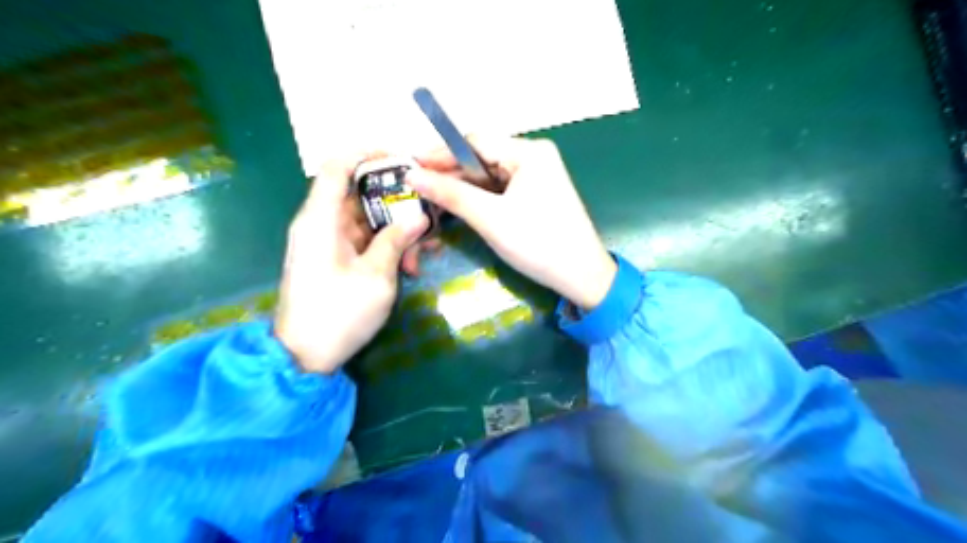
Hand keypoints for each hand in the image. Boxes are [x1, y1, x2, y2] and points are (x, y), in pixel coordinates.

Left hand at [272, 153, 424, 372]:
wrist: (305, 357)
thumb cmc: (338, 313)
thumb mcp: (376, 276)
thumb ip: (397, 240)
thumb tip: (420, 216)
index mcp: (321, 219)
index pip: (338, 167)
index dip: (367, 154)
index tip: (402, 159)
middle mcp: (322, 224)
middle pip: (361, 195)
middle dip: (398, 203)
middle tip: (430, 213)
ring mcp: (329, 243)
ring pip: (368, 221)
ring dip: (398, 230)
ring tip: (426, 248)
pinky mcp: (337, 260)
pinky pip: (366, 242)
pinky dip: (388, 247)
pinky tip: (412, 263)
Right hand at [406, 135, 613, 308]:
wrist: (582, 276)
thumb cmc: (538, 244)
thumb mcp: (491, 218)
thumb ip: (451, 194)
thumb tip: (412, 175)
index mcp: (529, 152)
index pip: (475, 142)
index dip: (440, 153)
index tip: (410, 166)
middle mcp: (534, 156)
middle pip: (482, 157)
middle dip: (451, 172)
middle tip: (418, 186)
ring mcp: (537, 176)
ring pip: (490, 175)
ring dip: (464, 186)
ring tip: (432, 197)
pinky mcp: (537, 194)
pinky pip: (501, 189)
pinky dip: (480, 197)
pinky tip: (460, 205)